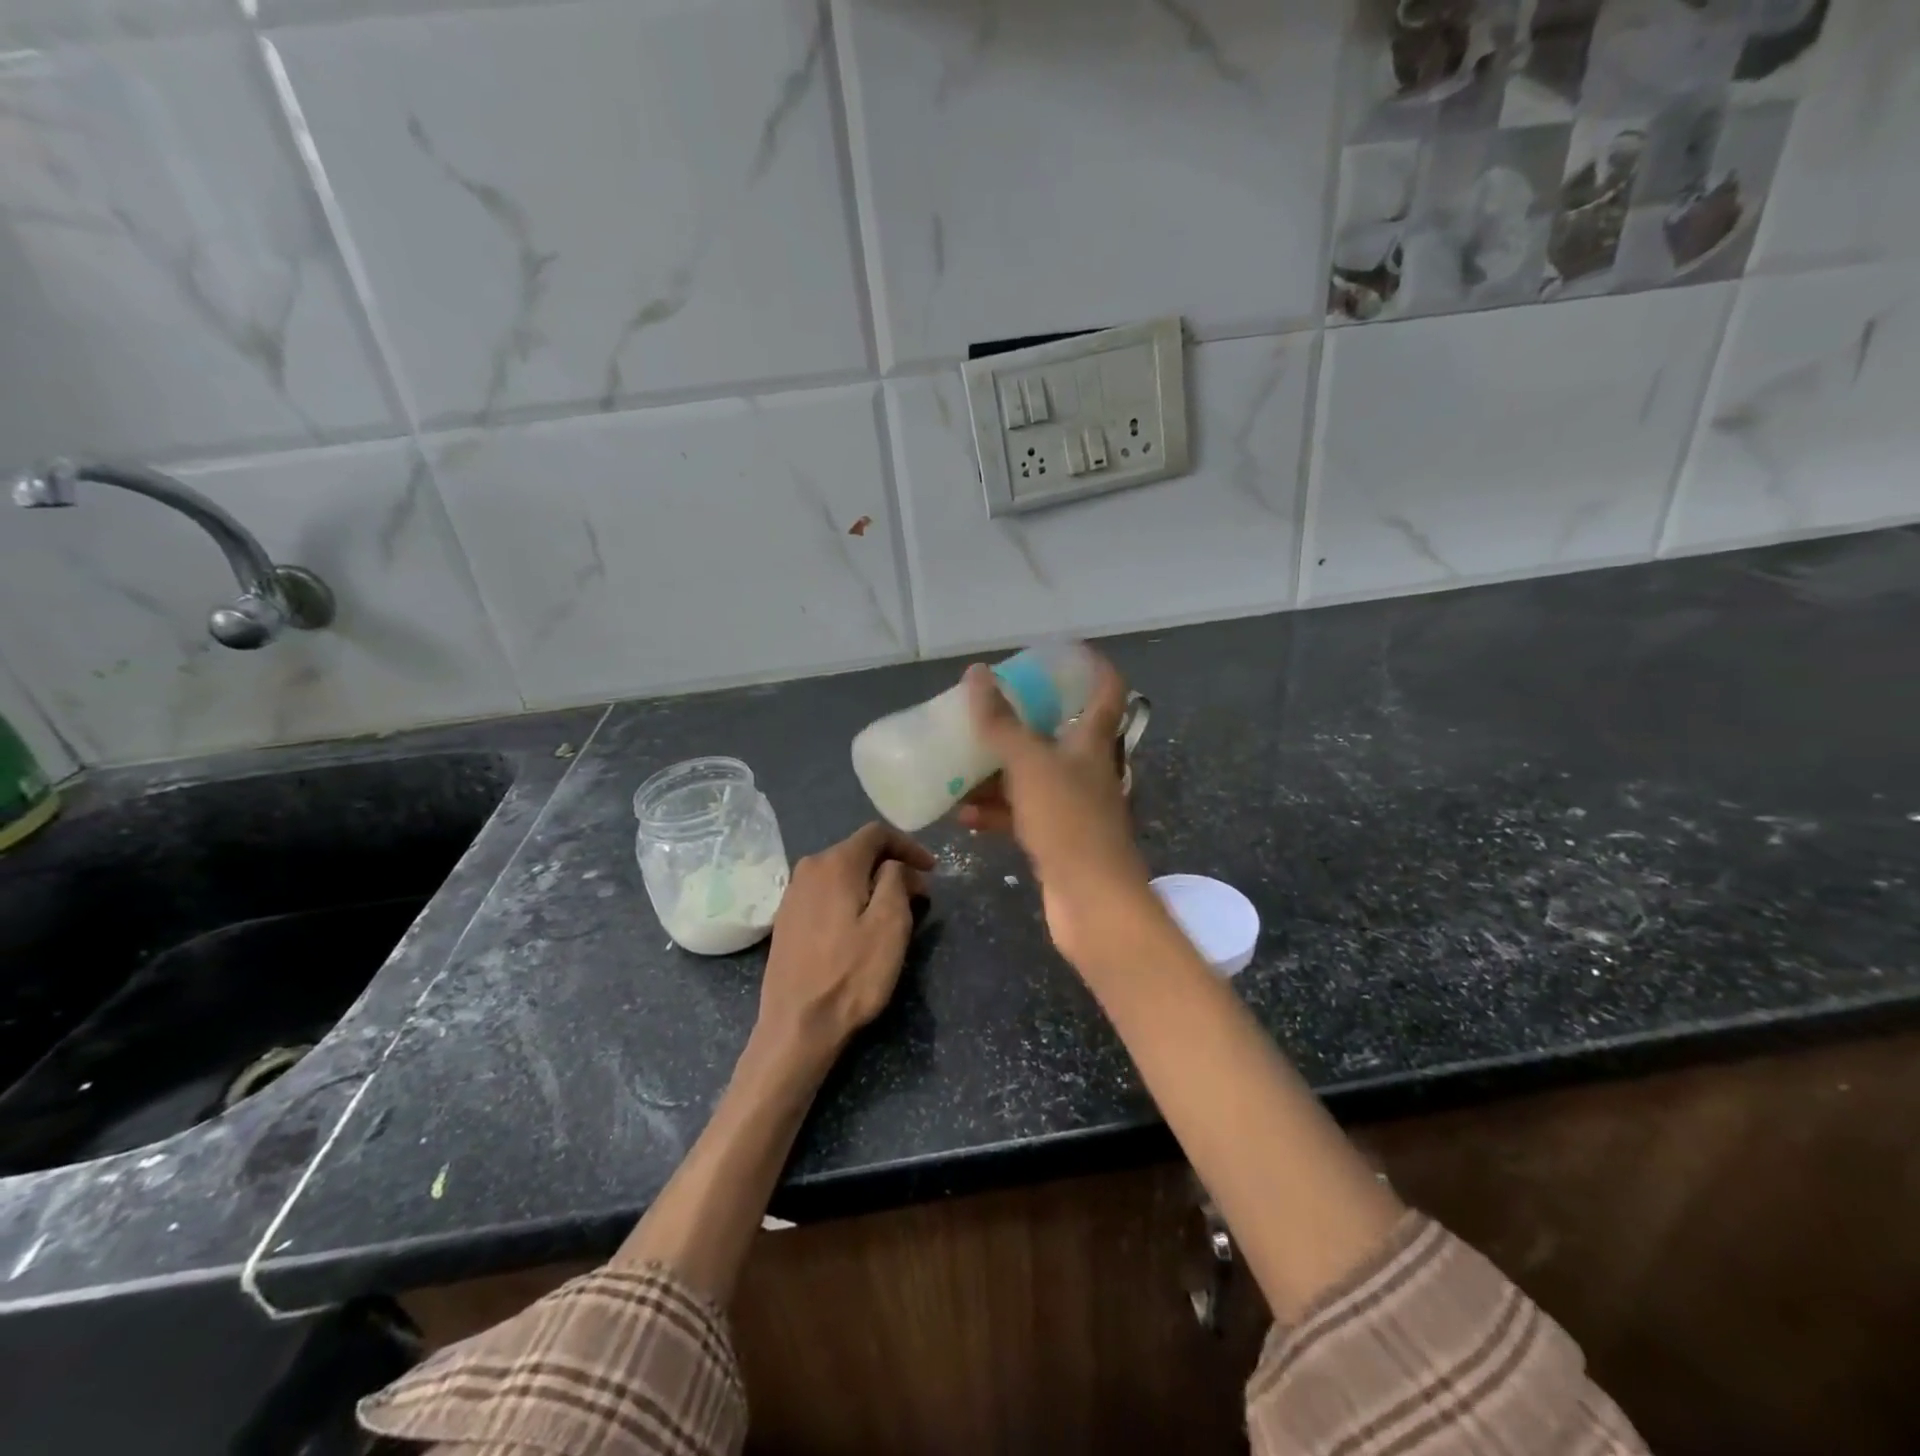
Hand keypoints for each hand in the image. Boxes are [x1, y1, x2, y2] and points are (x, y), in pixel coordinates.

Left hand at [757, 822, 932, 1065]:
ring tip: (894, 912)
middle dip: (892, 867)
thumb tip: (895, 866)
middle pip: (858, 852)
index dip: (909, 846)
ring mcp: (792, 894)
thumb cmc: (852, 973)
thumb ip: (896, 880)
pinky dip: (849, 898)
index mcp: (835, 863)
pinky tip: (860, 926)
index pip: (877, 833)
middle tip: (918, 895)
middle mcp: (808, 868)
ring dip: (871, 884)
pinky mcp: (786, 919)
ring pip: (841, 873)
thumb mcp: (890, 924)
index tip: (932, 870)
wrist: (797, 1025)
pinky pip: (825, 893)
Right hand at [958, 650, 1158, 973]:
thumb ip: (1002, 722)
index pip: (1106, 689)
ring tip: (961, 765)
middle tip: (990, 708)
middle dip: (1024, 720)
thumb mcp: (1029, 765)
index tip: (1059, 652)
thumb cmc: (1068, 821)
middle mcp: (1088, 769)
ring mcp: (1074, 806)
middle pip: (1061, 732)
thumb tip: (977, 675)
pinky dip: (997, 812)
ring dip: (999, 771)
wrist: (1093, 902)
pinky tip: (965, 816)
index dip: (1090, 665)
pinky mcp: (1059, 839)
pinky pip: (1023, 814)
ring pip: (1034, 776)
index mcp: (1093, 742)